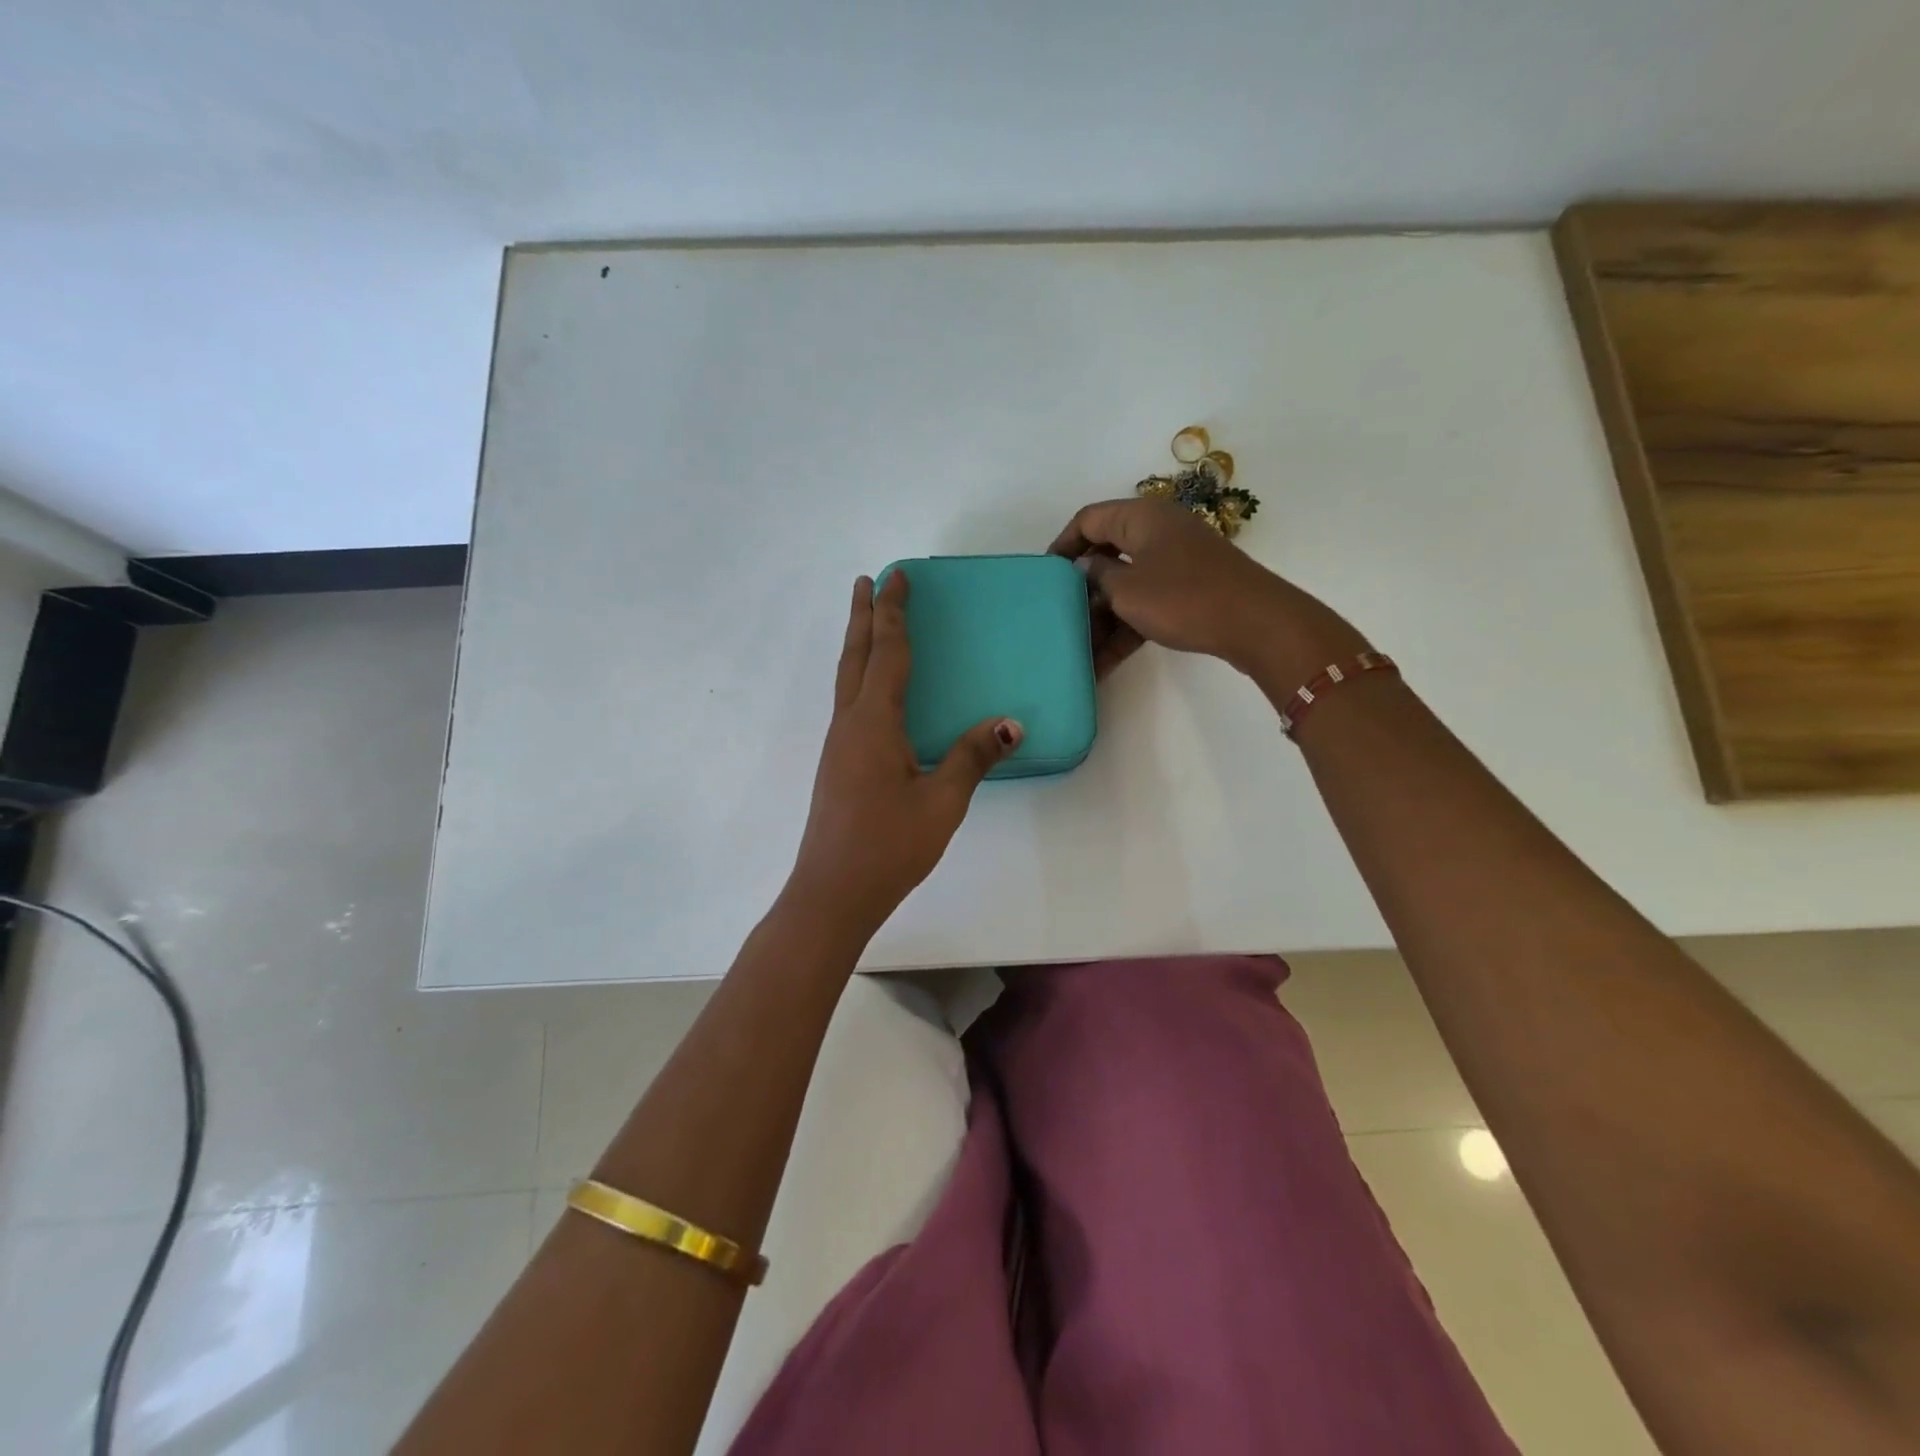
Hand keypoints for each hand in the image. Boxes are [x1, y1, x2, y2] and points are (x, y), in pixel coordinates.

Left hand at [788, 571, 1022, 940]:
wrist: (832, 893)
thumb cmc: (888, 846)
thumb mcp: (942, 802)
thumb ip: (972, 757)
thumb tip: (1009, 723)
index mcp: (873, 723)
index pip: (888, 653)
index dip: (894, 613)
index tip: (896, 576)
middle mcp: (849, 725)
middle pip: (855, 656)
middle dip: (863, 616)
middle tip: (868, 581)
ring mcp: (838, 746)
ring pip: (846, 679)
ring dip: (858, 644)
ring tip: (867, 621)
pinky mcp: (836, 765)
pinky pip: (848, 703)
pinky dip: (859, 677)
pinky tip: (871, 692)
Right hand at [1049, 498, 1369, 686]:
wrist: (1255, 623)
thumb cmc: (1183, 598)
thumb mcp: (1128, 589)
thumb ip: (1098, 576)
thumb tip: (1085, 567)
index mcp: (1140, 517)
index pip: (1088, 520)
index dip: (1062, 545)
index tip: (1043, 576)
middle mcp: (1157, 532)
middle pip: (1106, 554)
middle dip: (1081, 590)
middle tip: (1058, 618)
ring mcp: (1175, 562)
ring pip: (1125, 585)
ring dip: (1102, 618)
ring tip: (1078, 651)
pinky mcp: (1188, 590)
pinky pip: (1146, 604)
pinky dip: (1126, 628)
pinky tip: (1104, 663)